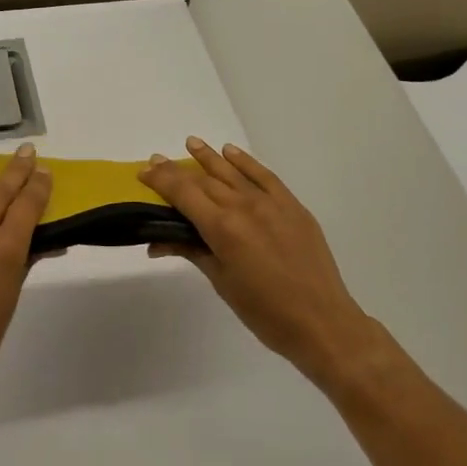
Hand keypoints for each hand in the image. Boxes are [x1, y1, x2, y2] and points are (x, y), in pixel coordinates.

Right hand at [140, 137, 396, 390]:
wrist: (322, 322)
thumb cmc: (264, 312)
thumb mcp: (222, 283)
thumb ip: (193, 253)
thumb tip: (158, 243)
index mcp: (223, 229)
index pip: (184, 194)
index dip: (162, 180)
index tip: (144, 170)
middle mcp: (245, 207)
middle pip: (205, 181)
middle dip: (178, 170)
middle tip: (157, 160)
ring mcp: (272, 204)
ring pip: (234, 173)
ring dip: (210, 157)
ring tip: (192, 143)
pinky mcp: (293, 207)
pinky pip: (265, 177)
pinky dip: (247, 162)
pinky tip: (232, 153)